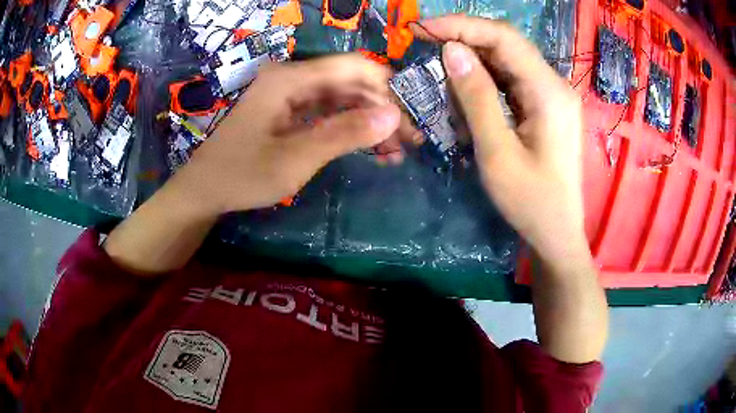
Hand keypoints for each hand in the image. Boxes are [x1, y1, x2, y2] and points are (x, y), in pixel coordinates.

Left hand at [178, 54, 402, 214]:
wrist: (205, 190)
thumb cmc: (242, 175)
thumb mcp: (295, 159)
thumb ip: (344, 134)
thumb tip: (394, 116)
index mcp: (290, 79)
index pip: (353, 67)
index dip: (385, 90)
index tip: (407, 121)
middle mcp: (292, 78)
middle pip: (350, 82)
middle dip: (382, 109)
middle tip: (407, 143)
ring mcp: (290, 94)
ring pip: (342, 98)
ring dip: (369, 121)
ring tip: (394, 152)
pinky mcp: (288, 110)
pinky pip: (328, 112)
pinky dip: (350, 128)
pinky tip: (370, 148)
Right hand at [414, 16, 587, 261]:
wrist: (557, 233)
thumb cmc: (531, 201)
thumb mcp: (497, 152)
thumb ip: (476, 97)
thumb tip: (452, 50)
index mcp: (549, 92)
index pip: (504, 38)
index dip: (462, 26)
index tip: (423, 29)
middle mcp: (554, 85)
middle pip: (507, 45)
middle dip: (464, 38)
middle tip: (423, 43)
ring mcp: (551, 96)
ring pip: (508, 61)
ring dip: (473, 58)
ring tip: (438, 62)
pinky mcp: (545, 107)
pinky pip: (512, 80)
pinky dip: (485, 77)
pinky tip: (464, 85)